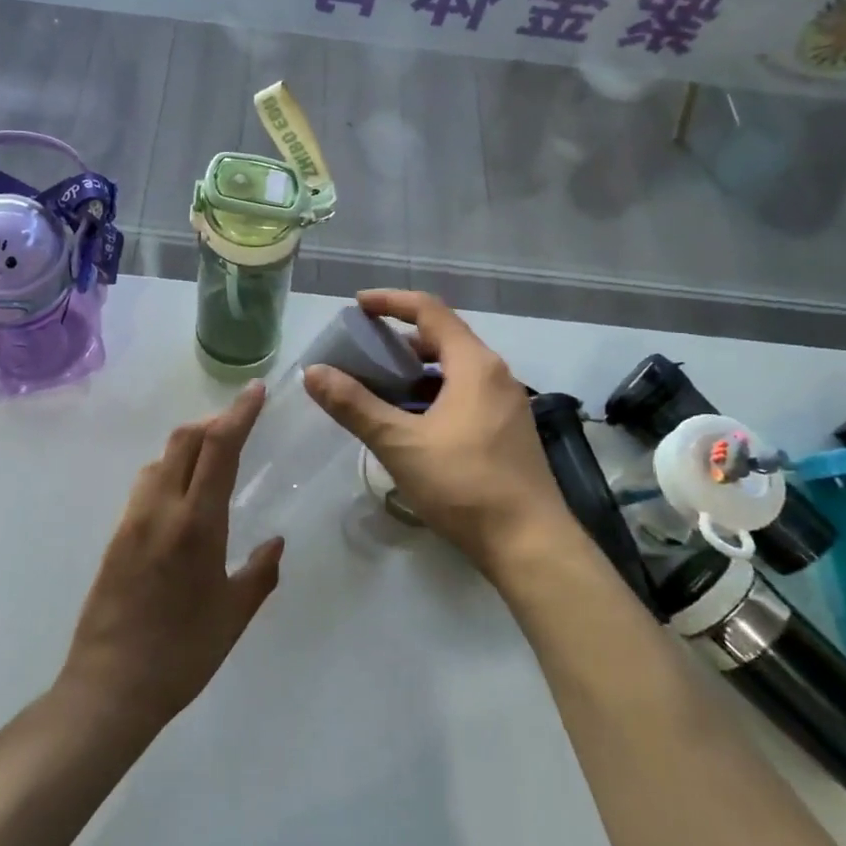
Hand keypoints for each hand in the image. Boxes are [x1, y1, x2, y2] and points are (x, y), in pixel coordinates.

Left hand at [58, 384, 284, 730]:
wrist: (110, 686)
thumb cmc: (183, 653)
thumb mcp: (234, 614)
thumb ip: (260, 571)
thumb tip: (275, 541)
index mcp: (197, 523)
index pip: (219, 448)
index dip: (239, 413)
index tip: (257, 391)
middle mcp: (161, 509)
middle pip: (184, 439)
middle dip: (214, 422)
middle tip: (240, 426)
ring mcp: (132, 519)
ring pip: (161, 458)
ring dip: (189, 445)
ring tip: (214, 459)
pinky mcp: (116, 535)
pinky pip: (146, 484)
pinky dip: (170, 470)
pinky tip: (184, 495)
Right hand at [304, 290, 576, 581]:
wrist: (530, 544)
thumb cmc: (464, 485)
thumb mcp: (401, 444)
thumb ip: (355, 406)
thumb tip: (314, 372)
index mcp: (475, 365)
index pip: (430, 311)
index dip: (391, 301)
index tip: (358, 305)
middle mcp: (496, 374)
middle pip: (444, 338)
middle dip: (401, 338)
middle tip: (363, 350)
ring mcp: (507, 404)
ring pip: (456, 369)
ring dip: (417, 369)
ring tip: (381, 385)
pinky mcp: (508, 431)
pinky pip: (466, 394)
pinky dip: (434, 394)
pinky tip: (412, 422)